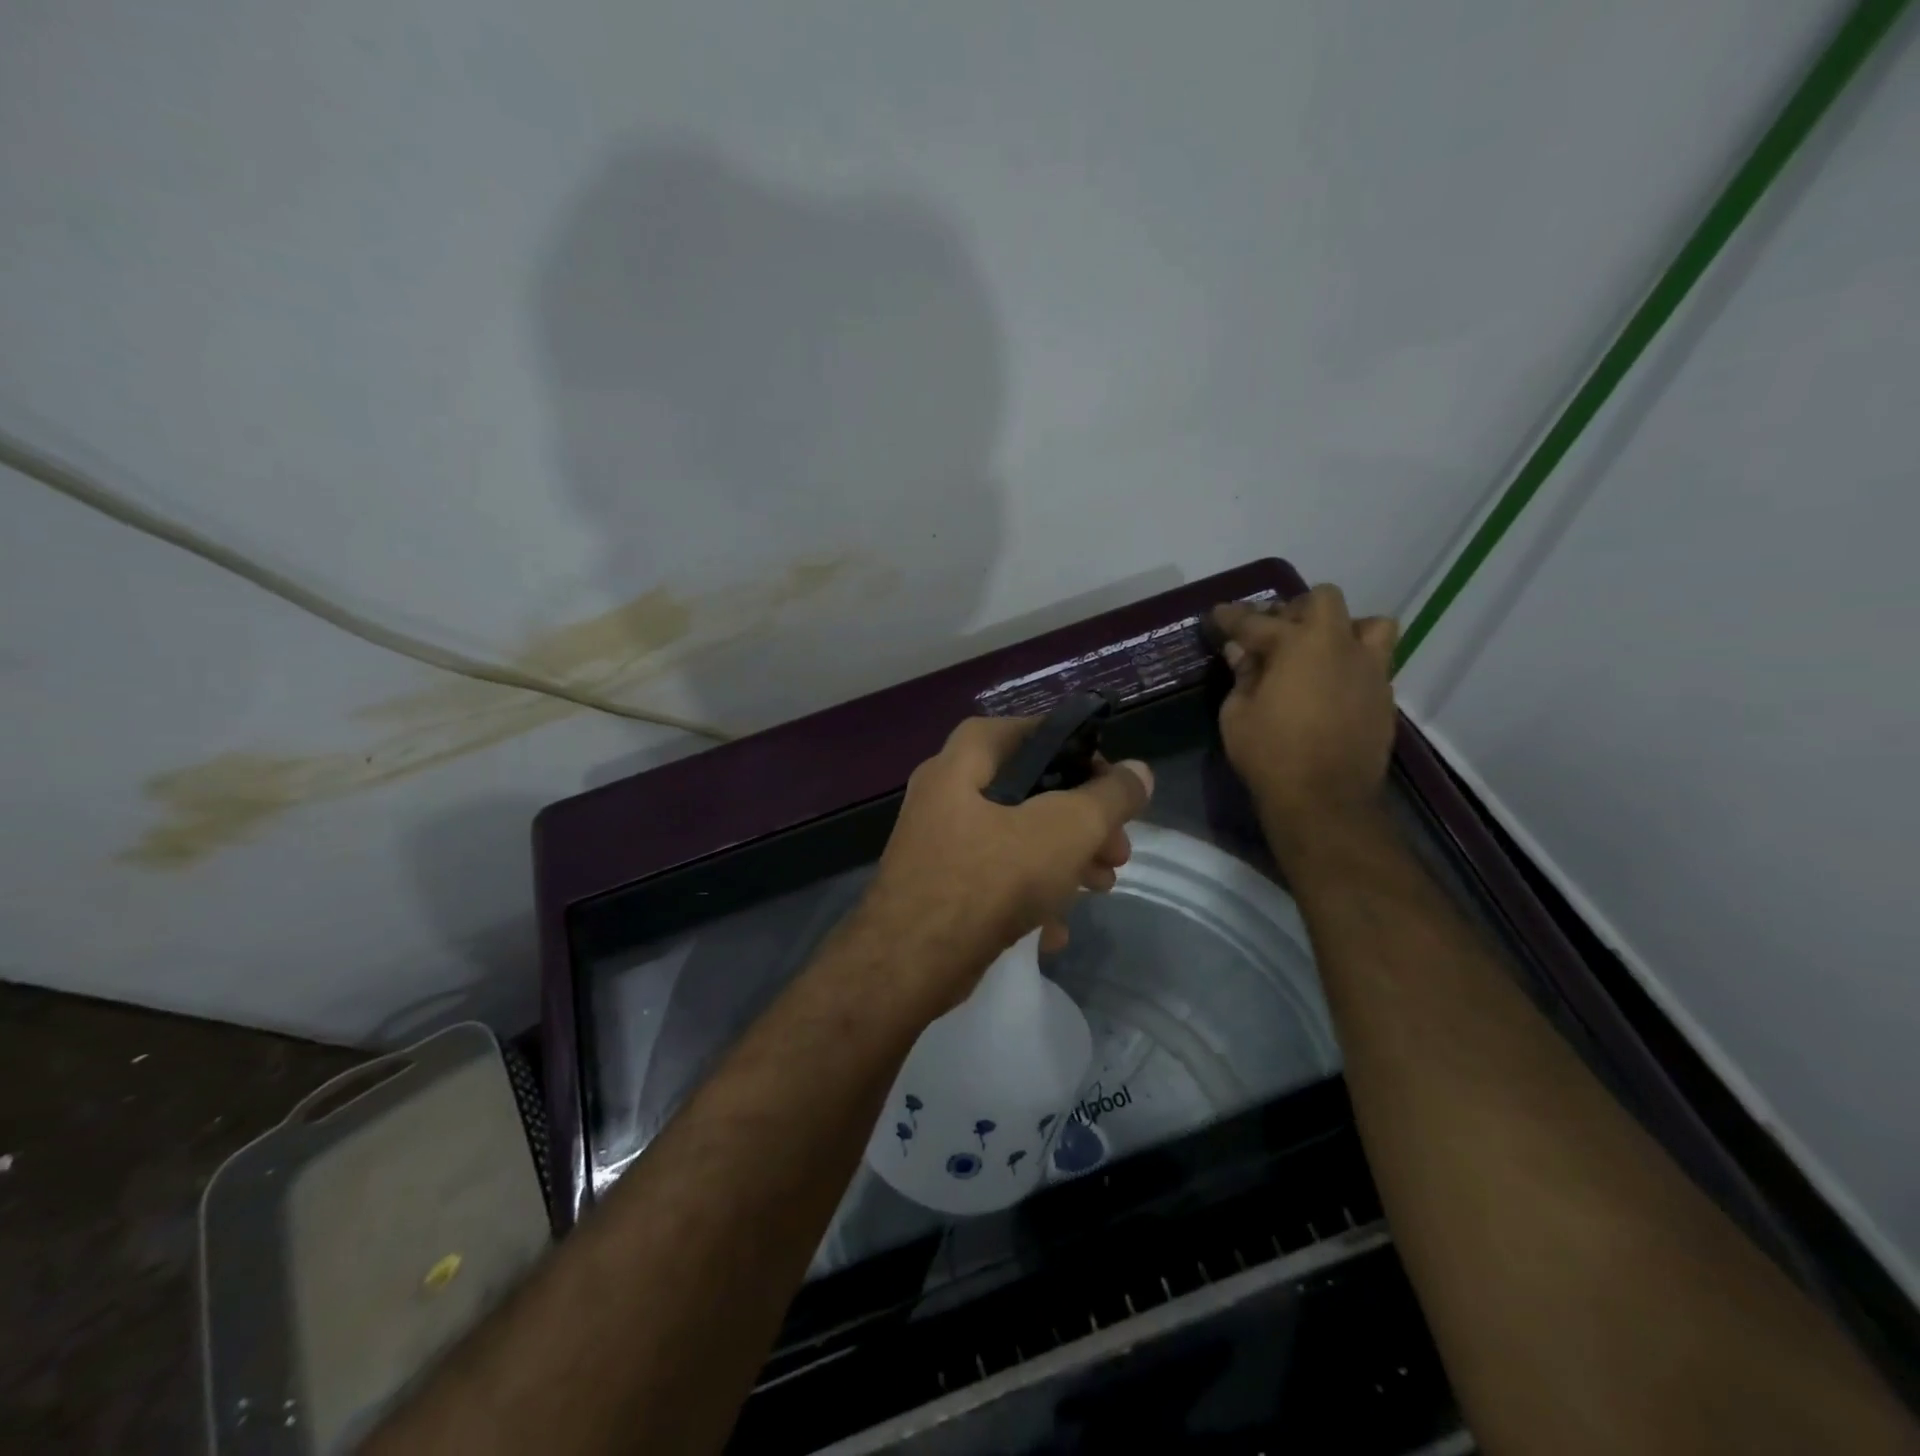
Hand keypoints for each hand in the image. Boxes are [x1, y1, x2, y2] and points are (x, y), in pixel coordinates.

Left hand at [853, 717, 1153, 1011]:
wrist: (910, 963)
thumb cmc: (989, 879)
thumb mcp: (1065, 830)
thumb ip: (1108, 798)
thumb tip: (1140, 773)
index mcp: (963, 761)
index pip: (1028, 731)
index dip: (1076, 750)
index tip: (1111, 784)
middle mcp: (944, 793)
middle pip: (1028, 791)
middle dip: (1081, 821)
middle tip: (1118, 850)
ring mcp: (937, 842)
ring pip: (1014, 838)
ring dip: (1063, 860)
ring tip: (1101, 887)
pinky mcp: (937, 886)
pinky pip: (993, 878)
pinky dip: (1028, 896)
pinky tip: (1054, 931)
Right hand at [1211, 586, 1398, 848]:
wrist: (1325, 799)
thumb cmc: (1270, 754)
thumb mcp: (1238, 713)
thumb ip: (1243, 674)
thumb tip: (1241, 650)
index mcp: (1299, 645)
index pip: (1257, 621)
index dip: (1233, 617)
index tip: (1218, 615)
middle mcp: (1340, 645)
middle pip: (1323, 600)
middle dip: (1295, 609)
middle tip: (1274, 631)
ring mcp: (1370, 669)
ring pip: (1369, 624)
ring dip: (1342, 629)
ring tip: (1319, 651)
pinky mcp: (1384, 696)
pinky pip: (1374, 662)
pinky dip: (1351, 663)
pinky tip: (1330, 685)